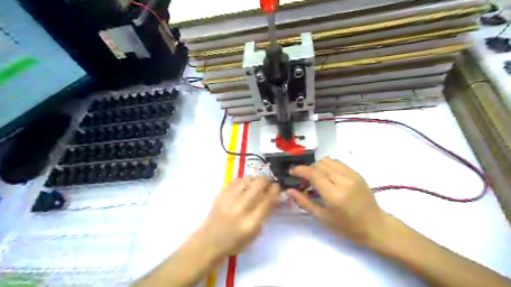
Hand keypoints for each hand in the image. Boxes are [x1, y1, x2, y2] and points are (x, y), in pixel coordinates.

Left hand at [193, 176, 278, 258]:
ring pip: (247, 180)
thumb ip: (265, 214)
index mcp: (251, 222)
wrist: (209, 242)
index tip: (277, 187)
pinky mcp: (220, 195)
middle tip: (268, 183)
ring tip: (257, 183)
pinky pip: (236, 180)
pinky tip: (245, 184)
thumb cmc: (235, 242)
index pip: (268, 200)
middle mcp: (241, 208)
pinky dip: (244, 180)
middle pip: (258, 185)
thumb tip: (275, 197)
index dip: (275, 190)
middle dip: (266, 181)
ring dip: (255, 179)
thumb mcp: (255, 233)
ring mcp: (229, 200)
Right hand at [287, 158, 386, 245]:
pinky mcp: (357, 173)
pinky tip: (327, 176)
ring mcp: (352, 175)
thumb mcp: (322, 217)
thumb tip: (289, 191)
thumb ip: (304, 202)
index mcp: (334, 195)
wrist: (374, 226)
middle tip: (304, 180)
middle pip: (319, 164)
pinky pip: (338, 163)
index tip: (292, 172)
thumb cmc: (346, 227)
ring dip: (318, 166)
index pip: (313, 174)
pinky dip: (328, 166)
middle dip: (308, 169)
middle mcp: (343, 181)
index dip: (300, 170)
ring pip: (328, 160)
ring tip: (316, 177)